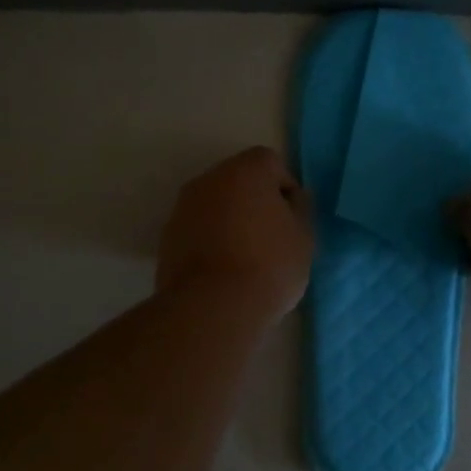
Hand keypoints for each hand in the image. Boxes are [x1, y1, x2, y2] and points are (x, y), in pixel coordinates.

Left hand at [157, 147, 314, 325]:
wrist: (212, 307)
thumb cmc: (269, 266)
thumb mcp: (303, 238)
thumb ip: (299, 210)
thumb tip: (290, 200)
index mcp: (245, 171)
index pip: (270, 163)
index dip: (284, 188)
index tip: (291, 218)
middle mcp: (209, 179)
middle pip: (238, 180)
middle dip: (255, 201)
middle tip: (271, 236)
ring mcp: (183, 207)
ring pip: (215, 204)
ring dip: (230, 220)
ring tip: (246, 257)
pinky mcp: (168, 236)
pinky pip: (197, 228)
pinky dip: (210, 239)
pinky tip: (223, 270)